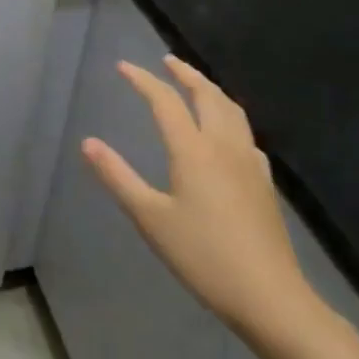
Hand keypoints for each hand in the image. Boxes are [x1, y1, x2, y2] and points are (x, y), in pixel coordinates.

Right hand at [82, 55, 315, 341]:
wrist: (271, 298)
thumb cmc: (203, 256)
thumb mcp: (150, 218)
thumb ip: (118, 177)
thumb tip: (88, 143)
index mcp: (193, 150)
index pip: (164, 101)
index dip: (143, 79)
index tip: (123, 66)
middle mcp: (223, 146)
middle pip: (207, 95)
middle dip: (185, 73)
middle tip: (167, 61)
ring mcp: (249, 163)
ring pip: (232, 110)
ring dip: (210, 89)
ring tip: (196, 84)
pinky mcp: (264, 183)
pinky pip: (245, 134)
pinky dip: (229, 117)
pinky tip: (227, 133)